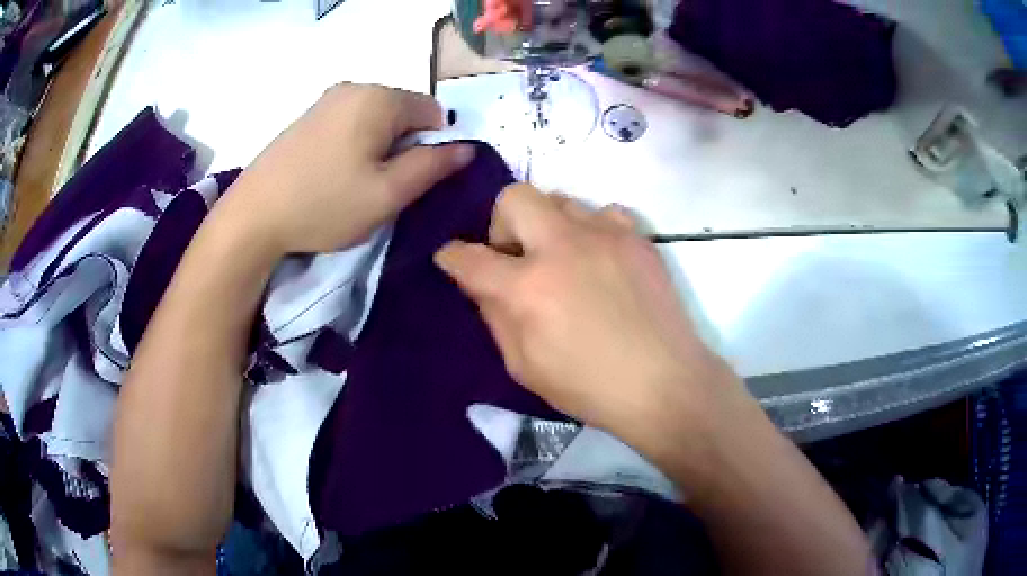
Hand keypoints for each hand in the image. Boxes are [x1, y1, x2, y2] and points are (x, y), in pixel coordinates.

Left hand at [218, 83, 474, 254]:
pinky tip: (333, 173)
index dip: (431, 146)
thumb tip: (466, 148)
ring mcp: (326, 100)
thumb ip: (433, 167)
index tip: (408, 178)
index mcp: (379, 98)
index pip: (433, 111)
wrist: (253, 216)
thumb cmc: (324, 204)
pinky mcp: (307, 116)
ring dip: (378, 147)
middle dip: (403, 146)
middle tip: (380, 185)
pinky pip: (349, 122)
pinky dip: (354, 144)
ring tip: (354, 182)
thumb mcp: (387, 193)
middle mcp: (354, 87)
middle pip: (403, 112)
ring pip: (375, 119)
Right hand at [435, 184, 745, 437]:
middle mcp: (562, 247)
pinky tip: (599, 259)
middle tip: (516, 257)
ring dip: (548, 225)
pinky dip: (591, 229)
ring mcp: (604, 235)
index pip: (470, 257)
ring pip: (559, 198)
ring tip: (563, 259)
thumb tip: (484, 284)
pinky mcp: (637, 237)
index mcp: (527, 288)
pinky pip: (603, 212)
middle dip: (501, 222)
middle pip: (513, 196)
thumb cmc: (589, 388)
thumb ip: (496, 317)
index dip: (452, 256)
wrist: (664, 383)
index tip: (452, 258)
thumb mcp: (525, 367)